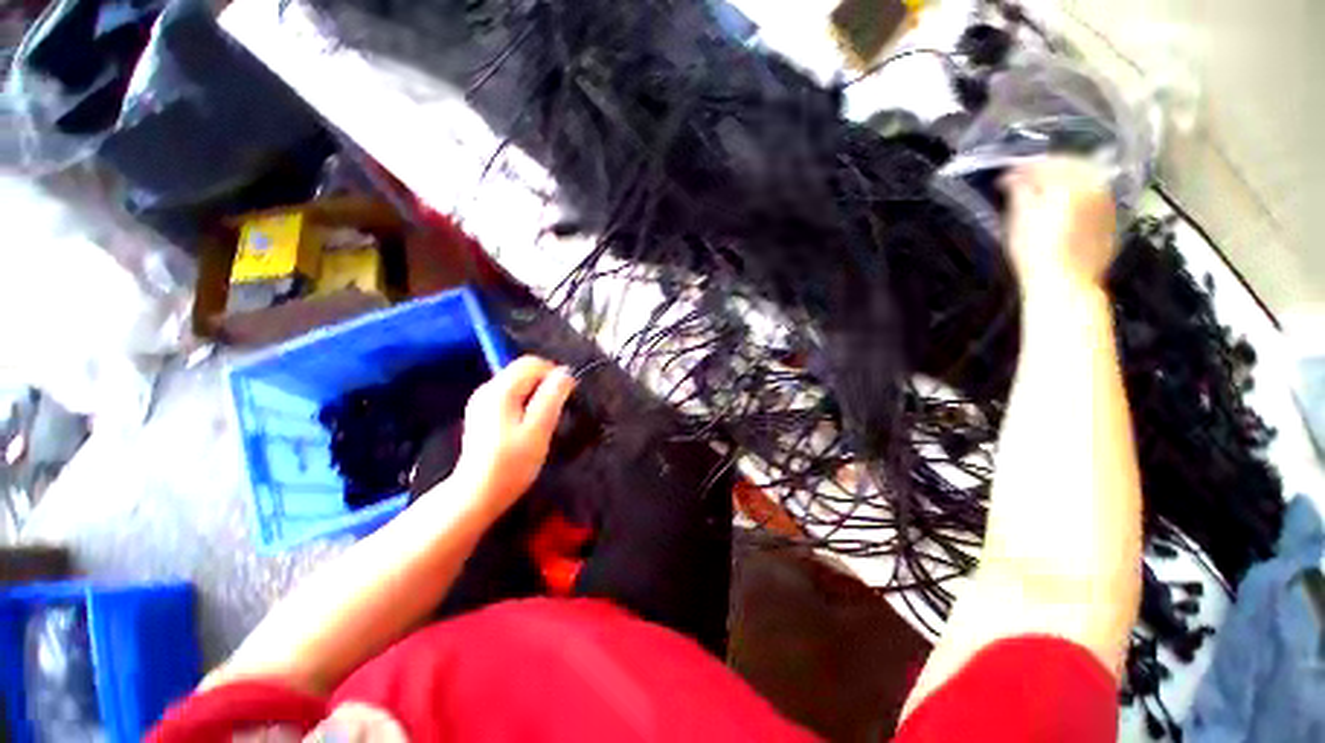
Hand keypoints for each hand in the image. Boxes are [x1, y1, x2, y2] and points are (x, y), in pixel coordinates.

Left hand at [451, 356, 576, 515]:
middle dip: (545, 384)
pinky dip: (525, 402)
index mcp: (501, 390)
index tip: (567, 396)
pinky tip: (527, 425)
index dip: (554, 374)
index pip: (533, 363)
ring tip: (544, 419)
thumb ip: (552, 396)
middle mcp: (488, 388)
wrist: (477, 494)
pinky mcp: (482, 413)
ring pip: (518, 383)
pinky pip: (510, 395)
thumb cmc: (512, 463)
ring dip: (537, 394)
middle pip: (524, 371)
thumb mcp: (539, 429)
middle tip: (556, 411)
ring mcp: (482, 401)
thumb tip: (565, 372)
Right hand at [1002, 157, 1117, 292]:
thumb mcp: (1018, 219)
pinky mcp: (1110, 217)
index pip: (1045, 163)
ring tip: (1045, 191)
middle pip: (1070, 165)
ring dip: (1065, 179)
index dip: (1023, 167)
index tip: (1006, 176)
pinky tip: (1065, 204)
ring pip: (1086, 177)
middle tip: (1025, 180)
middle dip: (1047, 169)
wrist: (1066, 283)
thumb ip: (1018, 191)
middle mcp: (1093, 184)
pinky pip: (1094, 193)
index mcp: (1069, 182)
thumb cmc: (1034, 252)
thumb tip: (1012, 176)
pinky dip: (1078, 193)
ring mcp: (1106, 201)